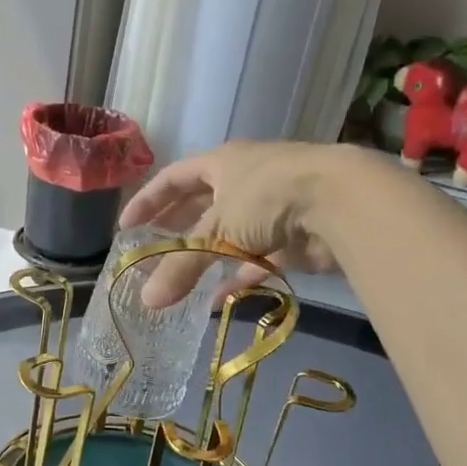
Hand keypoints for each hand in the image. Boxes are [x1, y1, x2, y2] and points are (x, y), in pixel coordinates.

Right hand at [119, 140, 374, 307]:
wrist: (340, 203)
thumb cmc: (268, 198)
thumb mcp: (216, 230)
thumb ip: (180, 266)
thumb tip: (147, 301)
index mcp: (222, 164)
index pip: (174, 178)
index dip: (148, 200)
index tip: (126, 225)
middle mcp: (245, 181)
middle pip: (202, 205)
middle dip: (177, 228)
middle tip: (153, 250)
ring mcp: (272, 209)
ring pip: (230, 234)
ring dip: (206, 256)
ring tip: (180, 279)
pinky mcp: (292, 238)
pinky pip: (257, 259)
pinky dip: (238, 277)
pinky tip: (219, 299)